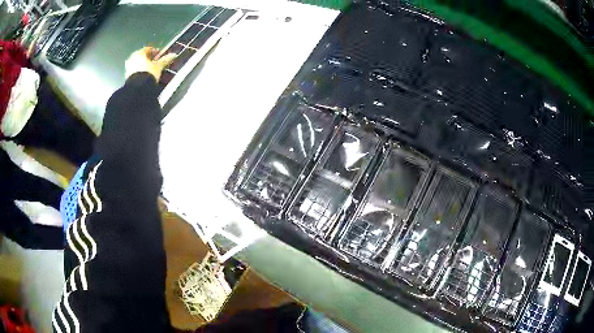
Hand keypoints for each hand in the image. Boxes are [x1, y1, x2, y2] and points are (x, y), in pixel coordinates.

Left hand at [125, 47, 176, 81]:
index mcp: (140, 53)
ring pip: (138, 64)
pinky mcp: (127, 76)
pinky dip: (140, 71)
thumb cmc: (148, 73)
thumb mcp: (159, 66)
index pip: (148, 49)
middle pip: (142, 56)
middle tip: (155, 63)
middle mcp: (132, 58)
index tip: (159, 55)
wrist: (138, 88)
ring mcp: (128, 67)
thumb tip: (173, 55)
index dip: (155, 51)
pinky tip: (144, 76)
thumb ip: (165, 60)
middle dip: (148, 59)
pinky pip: (135, 71)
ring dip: (144, 65)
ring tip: (150, 70)